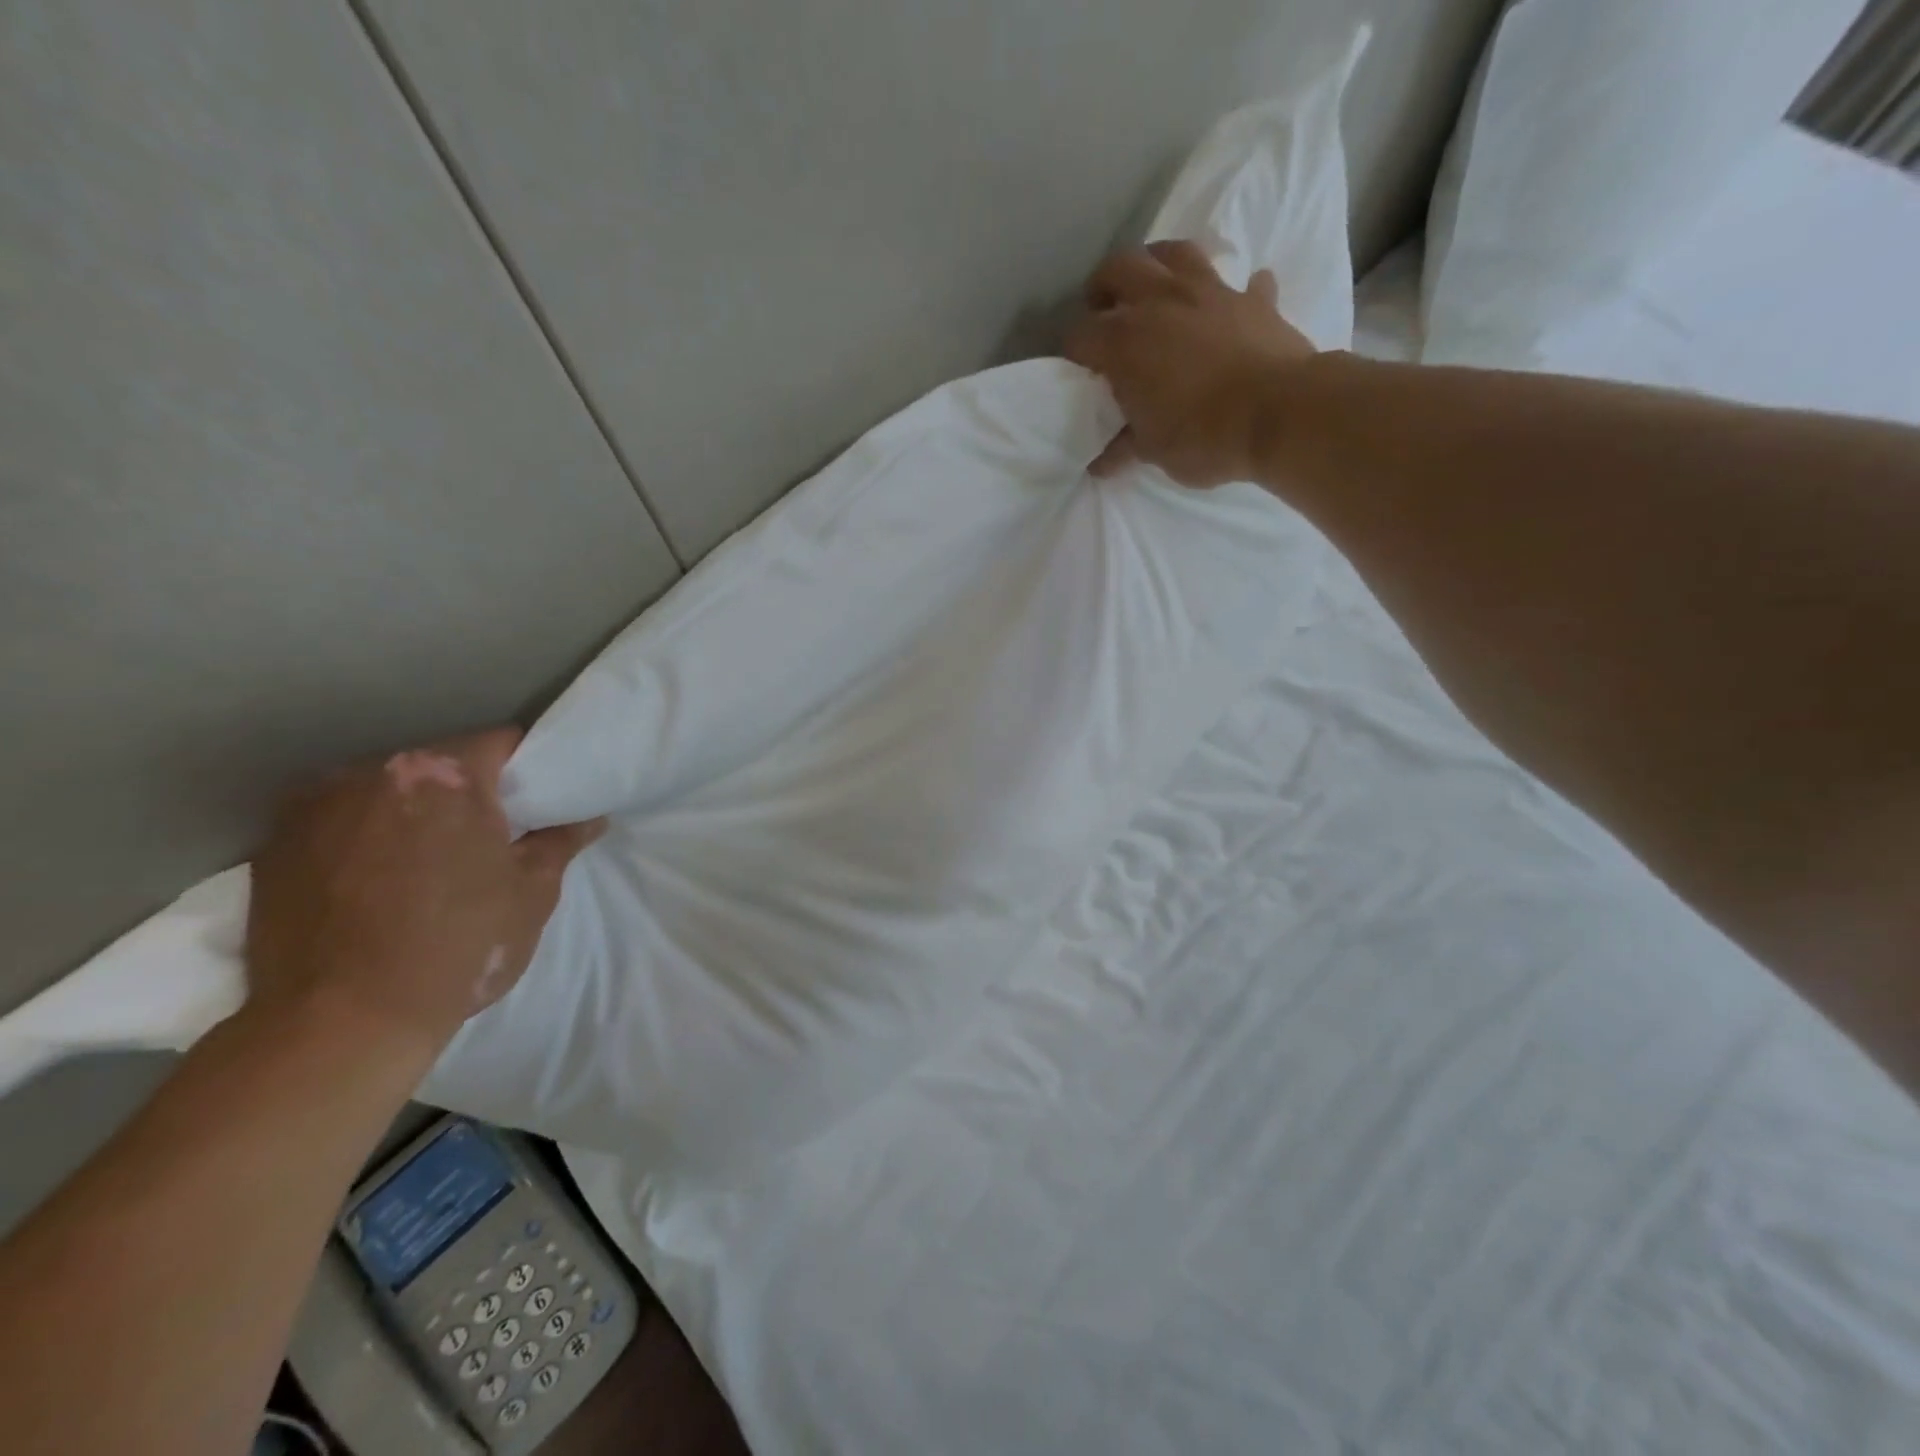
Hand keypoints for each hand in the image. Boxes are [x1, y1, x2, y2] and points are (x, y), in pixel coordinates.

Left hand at [245, 728, 604, 1059]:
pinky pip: (336, 820)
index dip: (526, 766)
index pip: (500, 742)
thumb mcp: (532, 893)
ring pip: (383, 789)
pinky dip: (360, 835)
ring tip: (424, 858)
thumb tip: (591, 817)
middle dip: (464, 789)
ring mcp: (315, 805)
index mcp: (446, 775)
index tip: (535, 796)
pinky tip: (372, 877)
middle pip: (437, 762)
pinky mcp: (274, 844)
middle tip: (485, 833)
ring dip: (409, 809)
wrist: (343, 1023)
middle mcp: (374, 772)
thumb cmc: (460, 946)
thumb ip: (560, 841)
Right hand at [1065, 239, 1316, 485]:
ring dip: (1157, 265)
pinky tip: (1230, 309)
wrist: (1280, 415)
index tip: (1079, 370)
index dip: (1074, 352)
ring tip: (1154, 291)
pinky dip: (1231, 294)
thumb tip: (1100, 464)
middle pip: (1119, 267)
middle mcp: (1160, 302)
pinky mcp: (1252, 299)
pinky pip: (1240, 283)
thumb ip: (1124, 448)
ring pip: (1173, 253)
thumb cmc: (1203, 437)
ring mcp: (1209, 292)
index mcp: (1124, 342)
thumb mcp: (1153, 451)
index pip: (1080, 335)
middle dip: (1104, 287)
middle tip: (1105, 311)